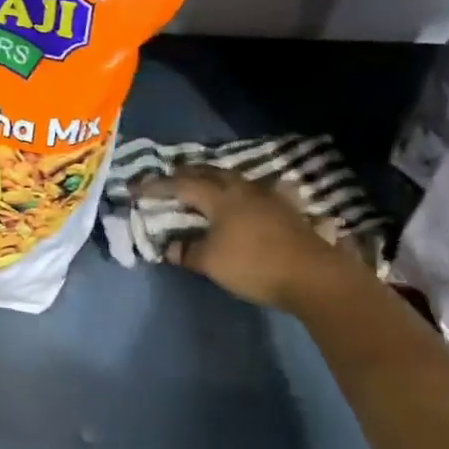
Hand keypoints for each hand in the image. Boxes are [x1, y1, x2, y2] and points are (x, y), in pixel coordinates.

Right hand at [142, 165, 368, 311]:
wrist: (313, 275)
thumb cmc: (254, 265)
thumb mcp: (211, 262)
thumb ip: (187, 251)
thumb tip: (169, 247)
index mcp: (218, 196)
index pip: (180, 185)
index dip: (156, 186)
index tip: (135, 188)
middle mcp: (241, 188)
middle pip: (208, 172)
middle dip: (184, 174)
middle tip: (168, 179)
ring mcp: (266, 195)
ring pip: (231, 178)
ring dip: (211, 178)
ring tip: (200, 185)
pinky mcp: (283, 207)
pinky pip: (251, 190)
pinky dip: (236, 191)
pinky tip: (240, 197)